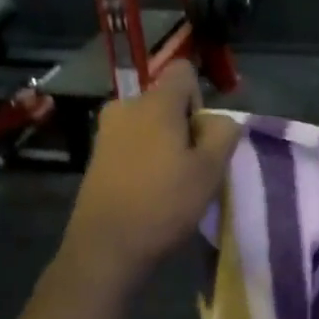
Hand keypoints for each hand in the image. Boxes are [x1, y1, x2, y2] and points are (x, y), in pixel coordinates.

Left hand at [60, 61, 240, 289]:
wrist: (106, 247)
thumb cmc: (164, 204)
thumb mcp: (210, 170)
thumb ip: (222, 133)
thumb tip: (219, 120)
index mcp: (154, 102)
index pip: (184, 71)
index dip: (200, 98)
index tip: (201, 135)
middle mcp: (125, 106)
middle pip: (166, 101)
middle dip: (183, 126)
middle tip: (192, 166)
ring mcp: (106, 132)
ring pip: (149, 125)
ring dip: (164, 145)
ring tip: (171, 183)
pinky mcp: (96, 157)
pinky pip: (131, 144)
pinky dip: (144, 159)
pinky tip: (149, 192)